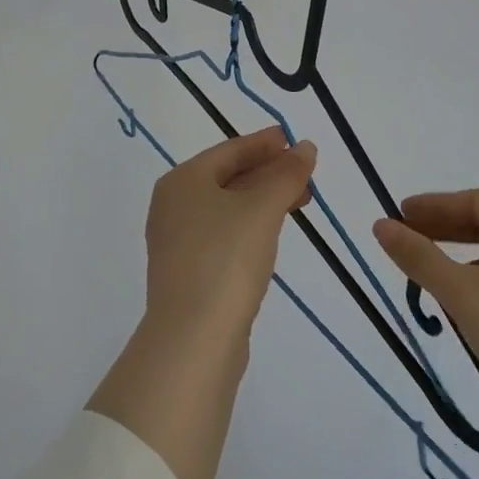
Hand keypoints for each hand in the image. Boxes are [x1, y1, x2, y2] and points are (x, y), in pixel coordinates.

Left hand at [143, 127, 316, 338]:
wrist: (193, 339)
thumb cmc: (225, 259)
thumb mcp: (262, 209)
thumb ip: (285, 174)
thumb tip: (305, 147)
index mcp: (183, 180)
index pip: (229, 150)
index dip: (265, 143)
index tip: (294, 140)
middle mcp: (173, 204)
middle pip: (227, 177)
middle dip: (268, 173)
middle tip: (305, 173)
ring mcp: (177, 240)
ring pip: (227, 207)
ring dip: (263, 200)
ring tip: (300, 201)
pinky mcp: (188, 271)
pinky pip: (224, 234)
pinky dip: (250, 226)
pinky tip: (272, 234)